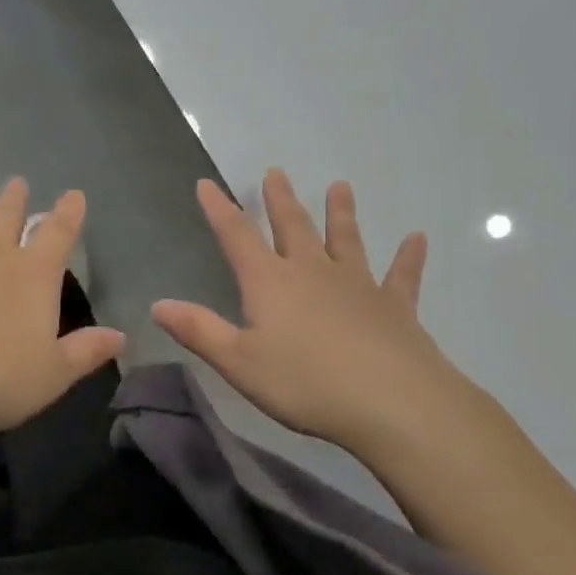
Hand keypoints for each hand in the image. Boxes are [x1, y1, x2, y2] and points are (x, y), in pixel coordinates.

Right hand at [152, 170, 464, 450]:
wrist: (392, 402)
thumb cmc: (305, 383)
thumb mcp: (238, 362)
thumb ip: (199, 330)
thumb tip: (158, 304)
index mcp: (270, 282)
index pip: (237, 237)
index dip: (219, 210)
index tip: (207, 184)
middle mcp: (312, 272)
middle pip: (293, 227)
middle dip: (280, 200)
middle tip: (276, 171)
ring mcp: (358, 286)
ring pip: (345, 240)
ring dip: (341, 213)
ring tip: (340, 186)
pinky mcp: (395, 307)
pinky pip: (401, 276)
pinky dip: (409, 257)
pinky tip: (417, 239)